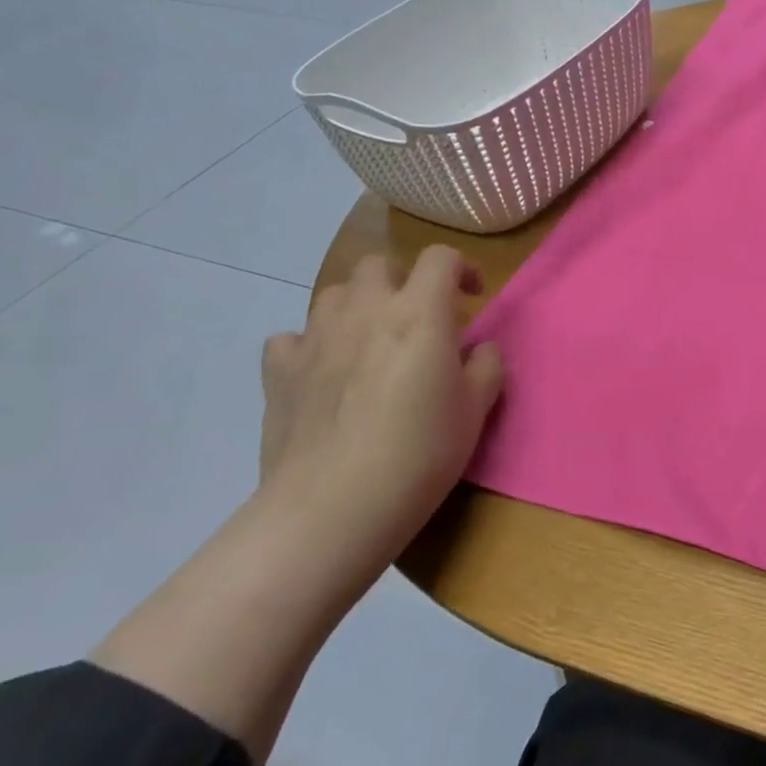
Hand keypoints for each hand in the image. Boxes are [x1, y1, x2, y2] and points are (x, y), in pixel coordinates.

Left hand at [260, 247, 502, 575]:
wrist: (333, 507)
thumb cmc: (420, 452)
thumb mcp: (477, 409)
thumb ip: (485, 365)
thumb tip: (477, 349)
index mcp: (420, 313)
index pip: (440, 258)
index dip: (461, 268)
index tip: (472, 297)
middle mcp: (365, 311)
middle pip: (379, 264)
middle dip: (404, 279)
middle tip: (420, 317)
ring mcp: (315, 338)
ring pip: (334, 293)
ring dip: (358, 305)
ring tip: (373, 340)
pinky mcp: (279, 371)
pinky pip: (293, 337)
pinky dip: (312, 343)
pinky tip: (325, 370)